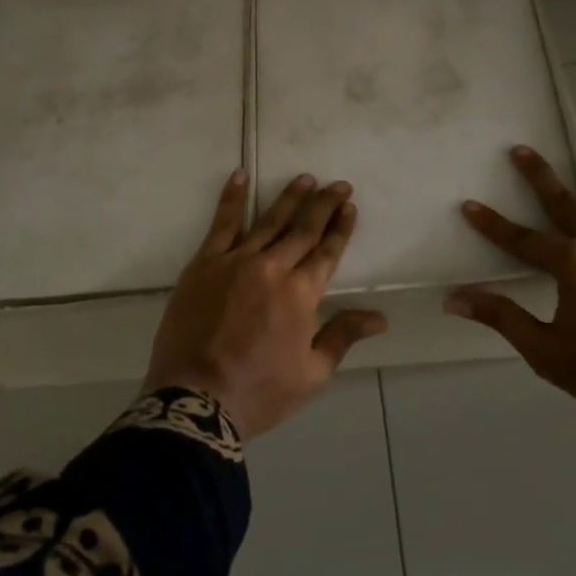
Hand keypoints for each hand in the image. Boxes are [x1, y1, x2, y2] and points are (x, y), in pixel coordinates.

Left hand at [144, 171, 386, 438]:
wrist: (195, 399)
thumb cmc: (259, 391)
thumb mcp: (311, 373)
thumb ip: (343, 336)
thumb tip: (379, 318)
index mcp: (301, 294)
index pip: (327, 252)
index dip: (340, 229)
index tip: (350, 207)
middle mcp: (272, 268)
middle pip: (303, 229)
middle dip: (323, 205)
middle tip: (338, 184)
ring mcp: (236, 262)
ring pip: (268, 220)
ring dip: (289, 198)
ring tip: (305, 179)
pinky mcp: (204, 264)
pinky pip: (222, 224)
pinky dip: (233, 198)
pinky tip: (240, 176)